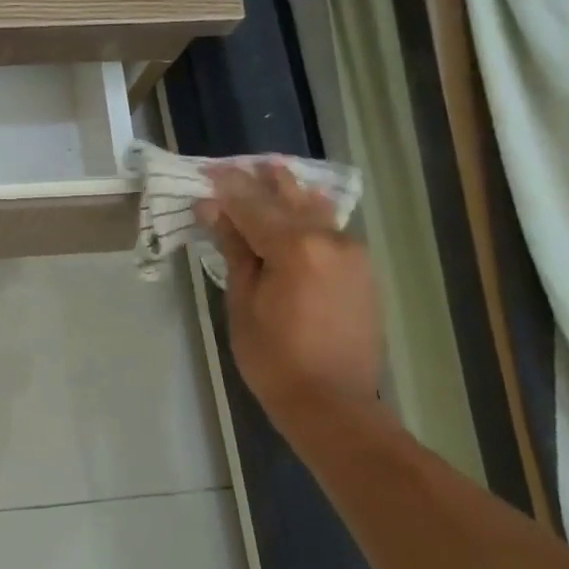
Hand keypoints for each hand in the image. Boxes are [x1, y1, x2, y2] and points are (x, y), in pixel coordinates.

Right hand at [196, 163, 381, 431]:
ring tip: (272, 171)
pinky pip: (330, 230)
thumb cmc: (274, 359)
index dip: (227, 188)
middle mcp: (331, 241)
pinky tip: (299, 207)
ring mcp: (352, 254)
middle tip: (236, 165)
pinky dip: (309, 215)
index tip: (207, 170)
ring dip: (290, 192)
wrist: (333, 402)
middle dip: (261, 182)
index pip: (253, 206)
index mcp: (297, 248)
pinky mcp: (361, 270)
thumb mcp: (244, 304)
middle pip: (289, 200)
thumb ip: (235, 251)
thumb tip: (214, 212)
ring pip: (316, 211)